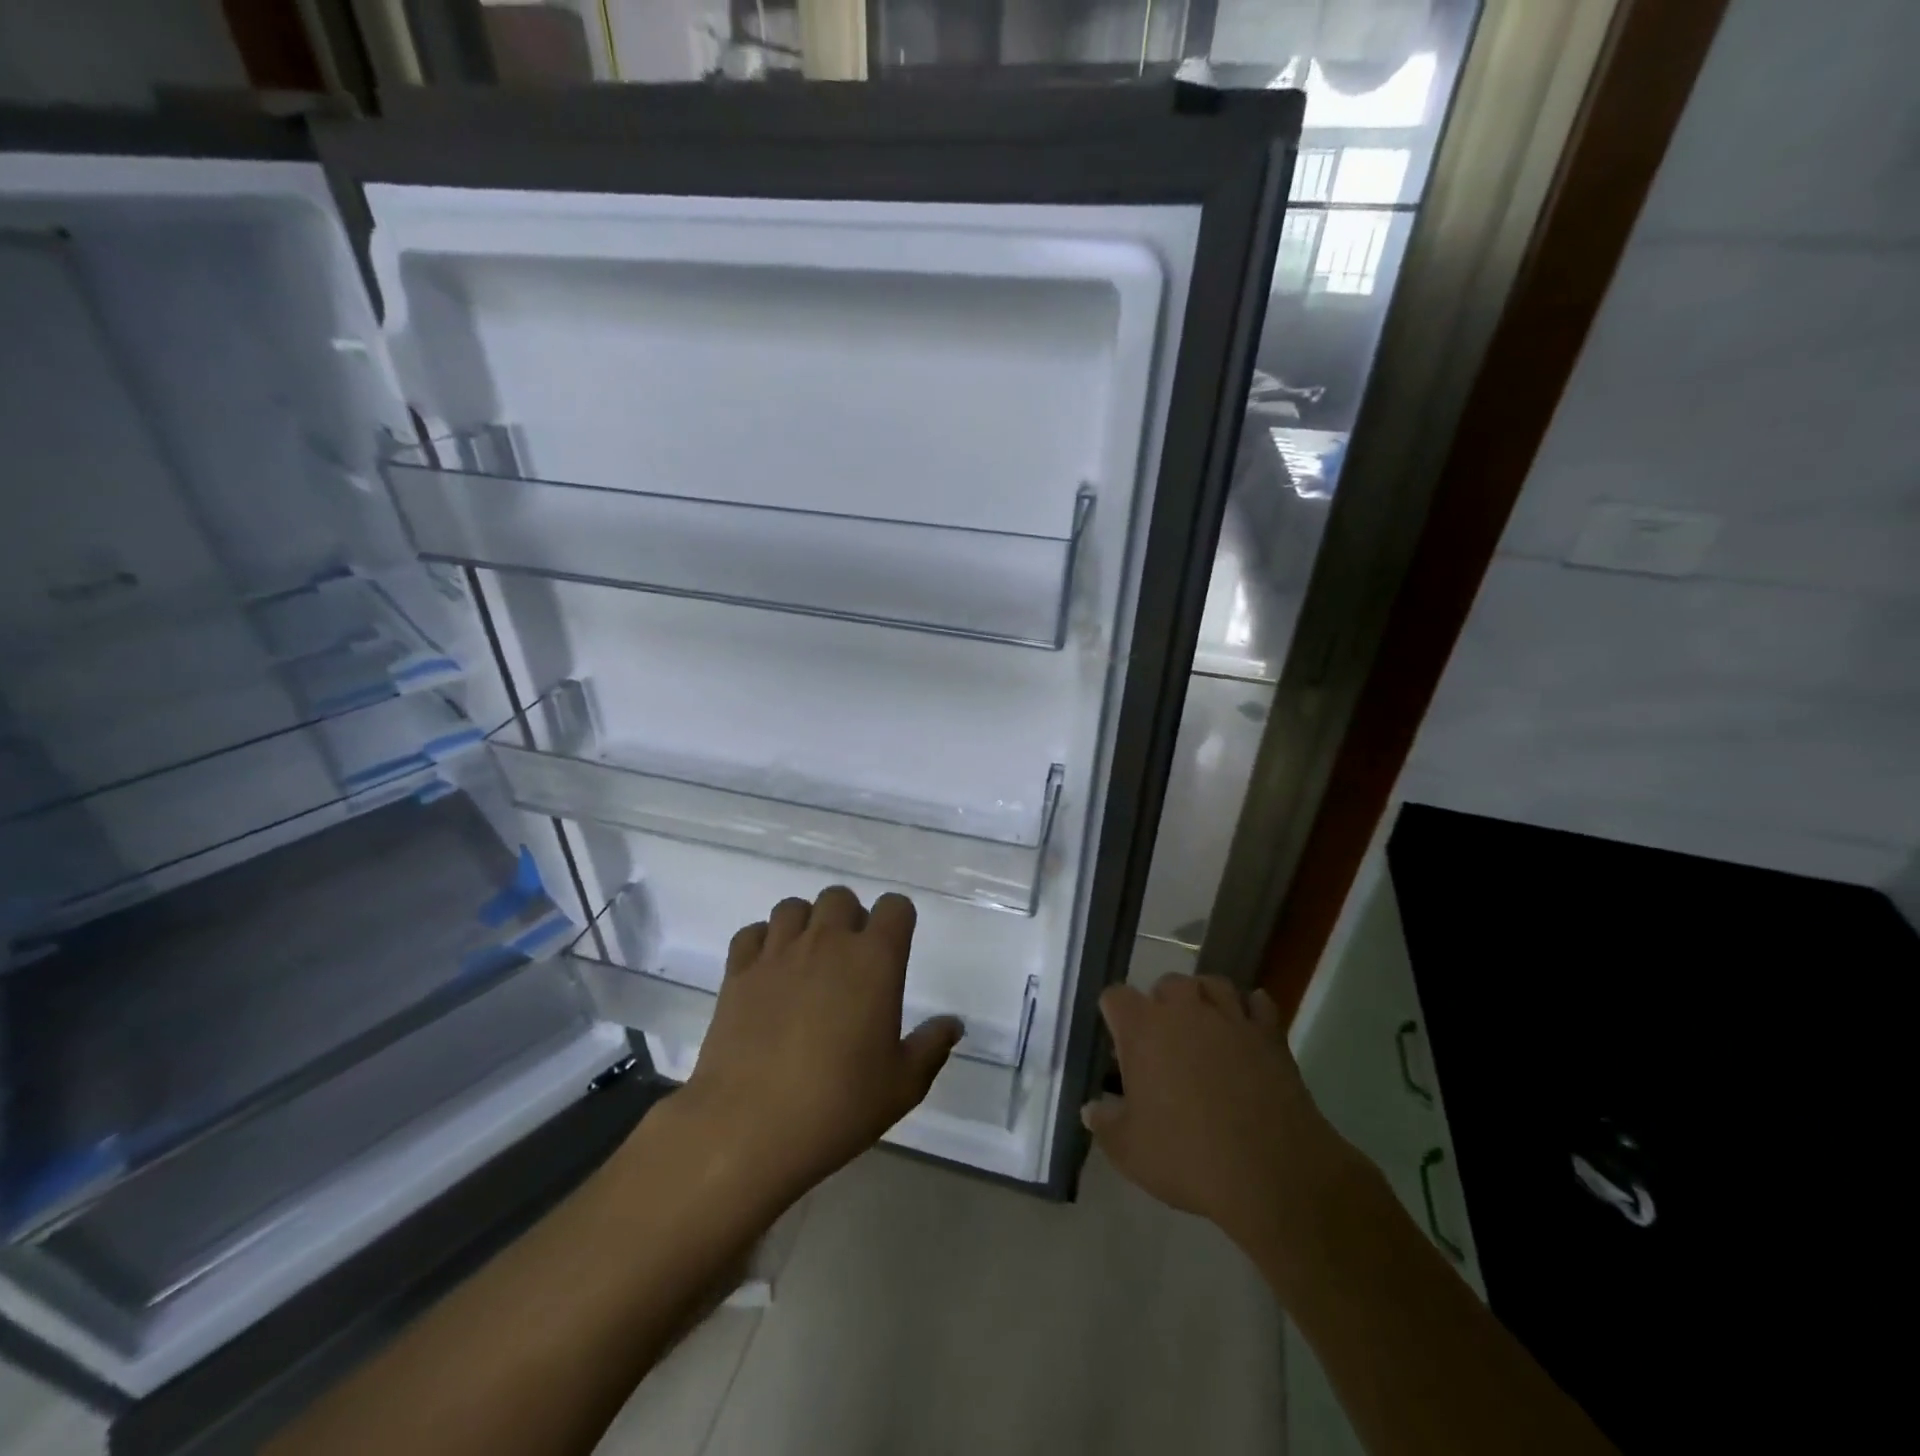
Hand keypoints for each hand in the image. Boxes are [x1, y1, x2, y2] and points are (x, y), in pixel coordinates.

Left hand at [672, 886, 960, 1209]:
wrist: (750, 1127)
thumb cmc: (839, 1105)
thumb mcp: (903, 1085)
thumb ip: (931, 1046)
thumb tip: (953, 1024)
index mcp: (874, 959)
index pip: (895, 907)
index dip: (898, 921)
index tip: (895, 948)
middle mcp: (827, 942)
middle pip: (840, 897)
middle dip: (849, 918)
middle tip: (850, 960)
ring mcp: (778, 953)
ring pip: (793, 907)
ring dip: (805, 924)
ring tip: (807, 962)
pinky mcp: (738, 971)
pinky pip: (752, 933)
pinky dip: (762, 943)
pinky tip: (768, 973)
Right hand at [1082, 974, 1350, 1254]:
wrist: (1272, 1171)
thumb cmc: (1188, 1157)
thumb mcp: (1129, 1151)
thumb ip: (1105, 1123)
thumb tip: (1091, 1109)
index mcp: (1143, 1029)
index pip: (1116, 997)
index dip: (1114, 1014)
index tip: (1118, 1040)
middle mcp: (1185, 1011)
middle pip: (1167, 983)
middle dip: (1162, 1003)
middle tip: (1163, 1040)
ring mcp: (1230, 1018)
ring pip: (1213, 984)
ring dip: (1205, 998)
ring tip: (1204, 1025)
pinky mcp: (1269, 1035)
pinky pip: (1259, 1003)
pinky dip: (1251, 1010)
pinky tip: (1247, 1028)